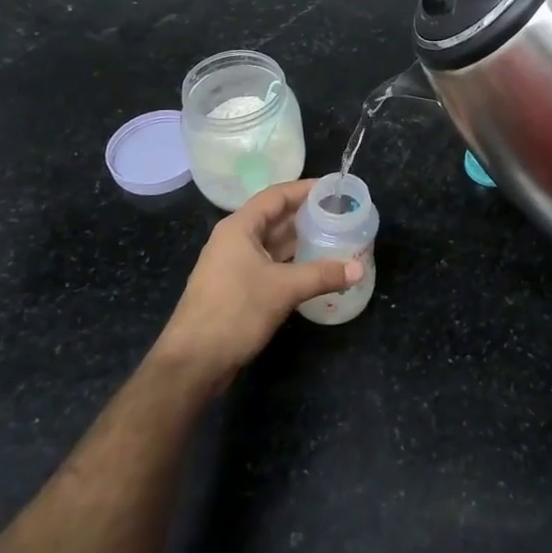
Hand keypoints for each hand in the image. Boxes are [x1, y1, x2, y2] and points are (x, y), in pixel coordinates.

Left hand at [152, 179, 363, 391]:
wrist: (192, 363)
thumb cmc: (234, 312)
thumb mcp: (283, 289)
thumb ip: (323, 275)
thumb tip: (359, 268)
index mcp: (239, 228)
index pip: (276, 195)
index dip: (306, 189)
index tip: (334, 189)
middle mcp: (235, 240)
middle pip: (276, 217)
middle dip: (307, 215)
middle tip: (341, 214)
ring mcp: (234, 265)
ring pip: (273, 243)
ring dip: (301, 240)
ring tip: (335, 237)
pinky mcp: (238, 288)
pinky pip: (270, 264)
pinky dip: (293, 263)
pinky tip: (316, 268)